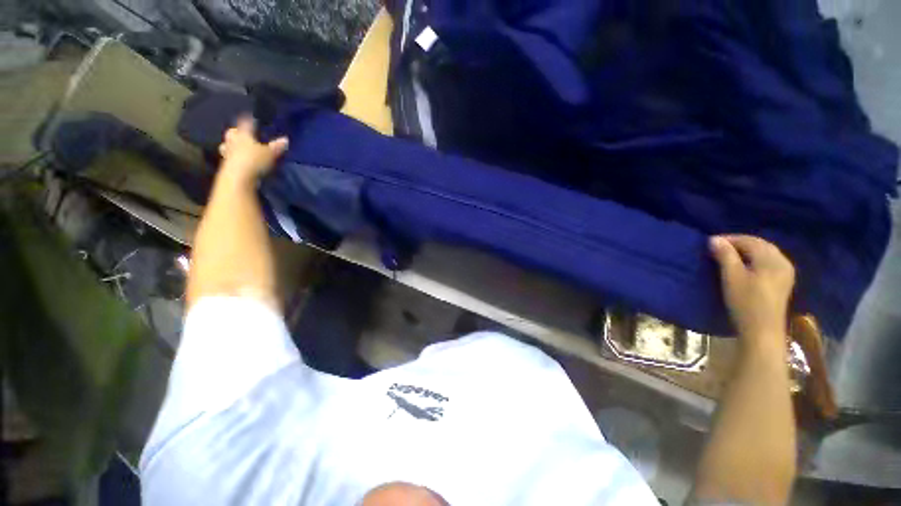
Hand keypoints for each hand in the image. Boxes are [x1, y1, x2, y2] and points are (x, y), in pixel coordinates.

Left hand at [218, 116, 288, 182]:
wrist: (238, 177)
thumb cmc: (254, 160)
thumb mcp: (270, 153)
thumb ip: (277, 146)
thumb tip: (286, 139)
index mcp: (243, 134)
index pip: (246, 123)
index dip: (249, 120)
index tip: (251, 118)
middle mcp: (233, 141)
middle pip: (233, 133)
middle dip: (237, 133)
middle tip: (241, 134)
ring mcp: (228, 153)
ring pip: (228, 145)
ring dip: (232, 146)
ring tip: (238, 148)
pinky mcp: (227, 165)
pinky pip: (230, 157)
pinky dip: (234, 158)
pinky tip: (239, 160)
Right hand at [710, 235, 794, 347]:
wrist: (762, 330)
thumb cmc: (745, 302)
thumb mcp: (731, 277)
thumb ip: (725, 256)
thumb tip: (714, 239)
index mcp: (771, 259)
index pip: (749, 240)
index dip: (729, 239)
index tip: (710, 242)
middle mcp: (782, 261)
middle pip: (760, 245)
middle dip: (739, 243)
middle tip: (718, 247)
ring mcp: (785, 272)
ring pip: (765, 253)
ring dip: (747, 251)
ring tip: (728, 255)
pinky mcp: (783, 282)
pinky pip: (769, 261)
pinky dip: (755, 258)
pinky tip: (745, 264)